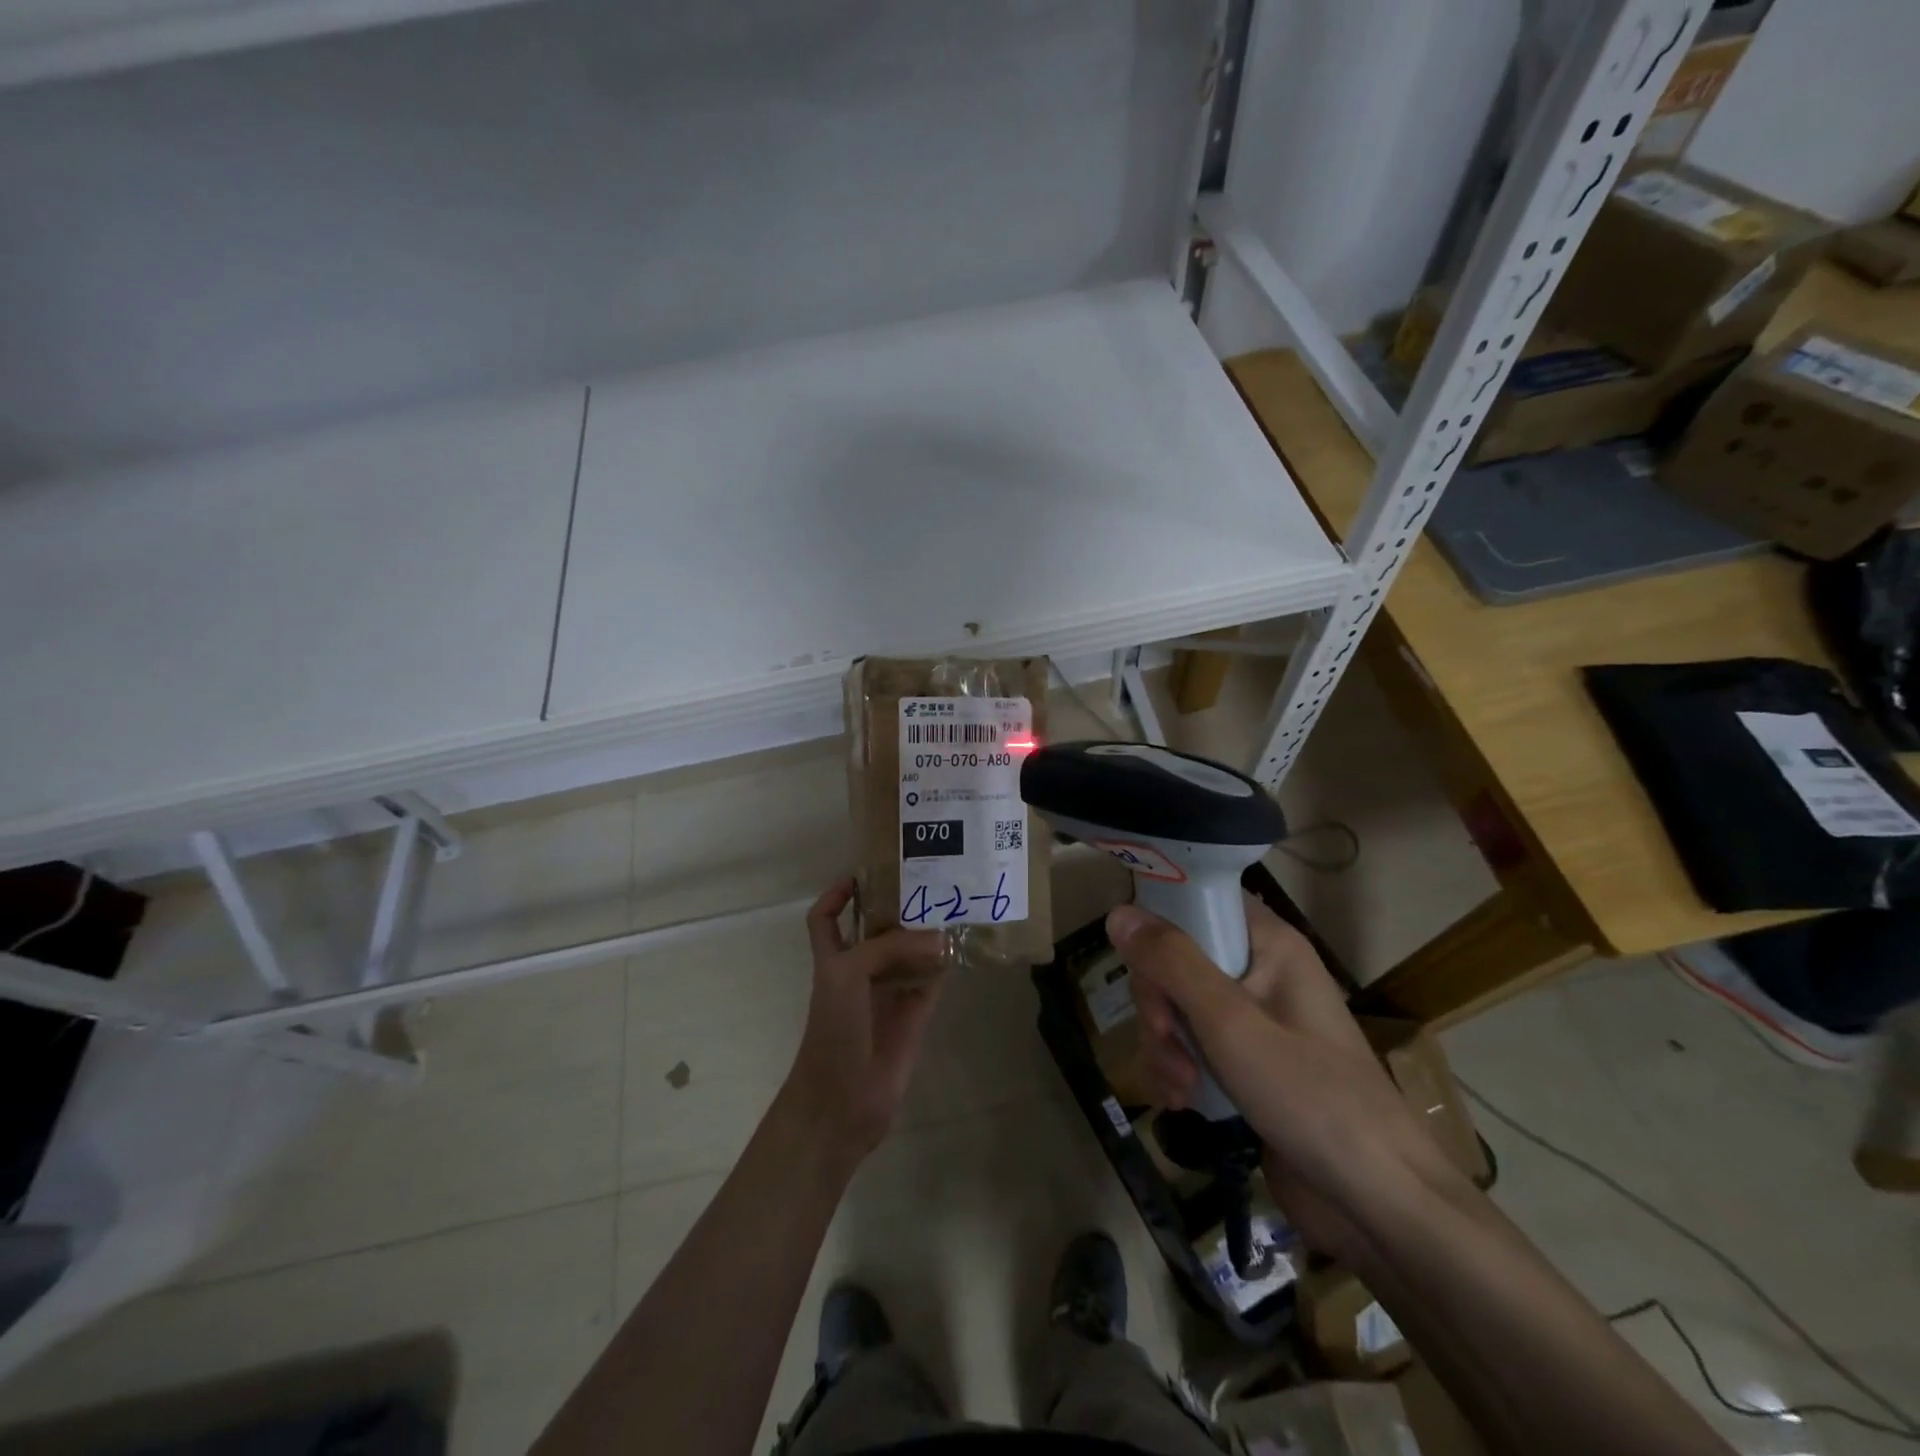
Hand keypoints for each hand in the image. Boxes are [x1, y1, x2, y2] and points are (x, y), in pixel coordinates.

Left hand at [780, 879, 947, 1168]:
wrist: (842, 1101)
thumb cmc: (833, 1030)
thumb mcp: (848, 974)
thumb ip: (889, 948)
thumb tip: (938, 938)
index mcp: (834, 959)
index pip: (827, 918)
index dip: (838, 895)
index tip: (864, 874)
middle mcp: (860, 971)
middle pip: (877, 930)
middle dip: (897, 908)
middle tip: (928, 880)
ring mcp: (888, 993)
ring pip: (909, 954)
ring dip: (926, 934)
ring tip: (952, 904)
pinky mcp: (914, 1014)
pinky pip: (932, 981)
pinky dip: (945, 965)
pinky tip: (962, 945)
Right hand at [1108, 896, 1466, 1261]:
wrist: (1379, 1205)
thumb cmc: (1312, 1099)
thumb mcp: (1231, 1024)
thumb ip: (1173, 964)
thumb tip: (1119, 913)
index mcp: (1271, 945)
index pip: (1199, 900)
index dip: (1160, 922)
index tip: (1139, 964)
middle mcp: (1262, 972)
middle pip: (1178, 959)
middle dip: (1159, 1004)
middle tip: (1167, 1041)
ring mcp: (1254, 1020)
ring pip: (1178, 1006)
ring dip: (1165, 1043)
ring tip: (1179, 1086)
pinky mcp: (1246, 1064)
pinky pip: (1192, 1045)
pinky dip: (1178, 1068)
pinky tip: (1181, 1100)